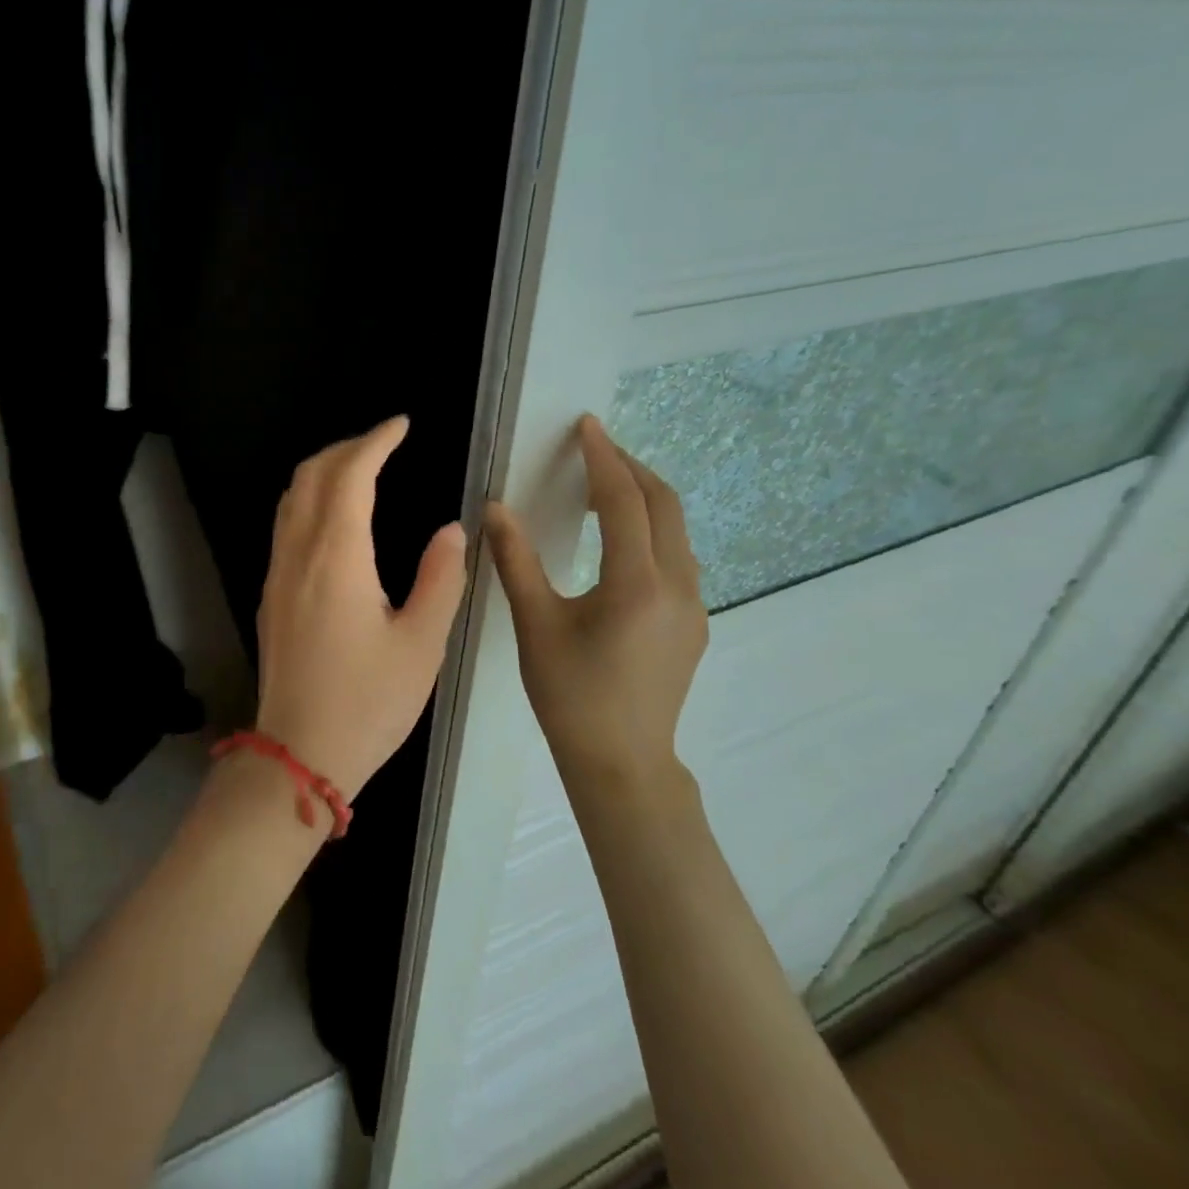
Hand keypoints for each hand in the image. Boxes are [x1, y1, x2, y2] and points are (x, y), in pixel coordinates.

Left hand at [253, 416, 467, 800]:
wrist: (298, 753)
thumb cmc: (368, 702)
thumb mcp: (421, 644)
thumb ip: (440, 578)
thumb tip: (451, 528)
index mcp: (336, 556)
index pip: (351, 474)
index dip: (376, 441)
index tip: (402, 425)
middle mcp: (298, 553)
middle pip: (311, 474)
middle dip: (347, 447)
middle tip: (385, 443)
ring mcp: (277, 573)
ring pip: (292, 497)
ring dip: (324, 470)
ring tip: (361, 469)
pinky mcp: (270, 595)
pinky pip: (286, 525)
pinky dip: (310, 499)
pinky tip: (336, 518)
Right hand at [484, 414, 707, 788]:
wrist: (622, 762)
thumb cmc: (570, 694)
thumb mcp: (535, 624)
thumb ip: (515, 559)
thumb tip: (494, 507)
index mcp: (636, 582)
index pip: (624, 500)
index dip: (603, 457)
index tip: (586, 426)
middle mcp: (677, 585)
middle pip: (665, 505)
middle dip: (631, 468)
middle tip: (595, 449)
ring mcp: (693, 606)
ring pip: (677, 531)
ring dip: (645, 499)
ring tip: (606, 488)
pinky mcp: (694, 623)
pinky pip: (678, 558)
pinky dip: (652, 531)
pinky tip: (622, 543)